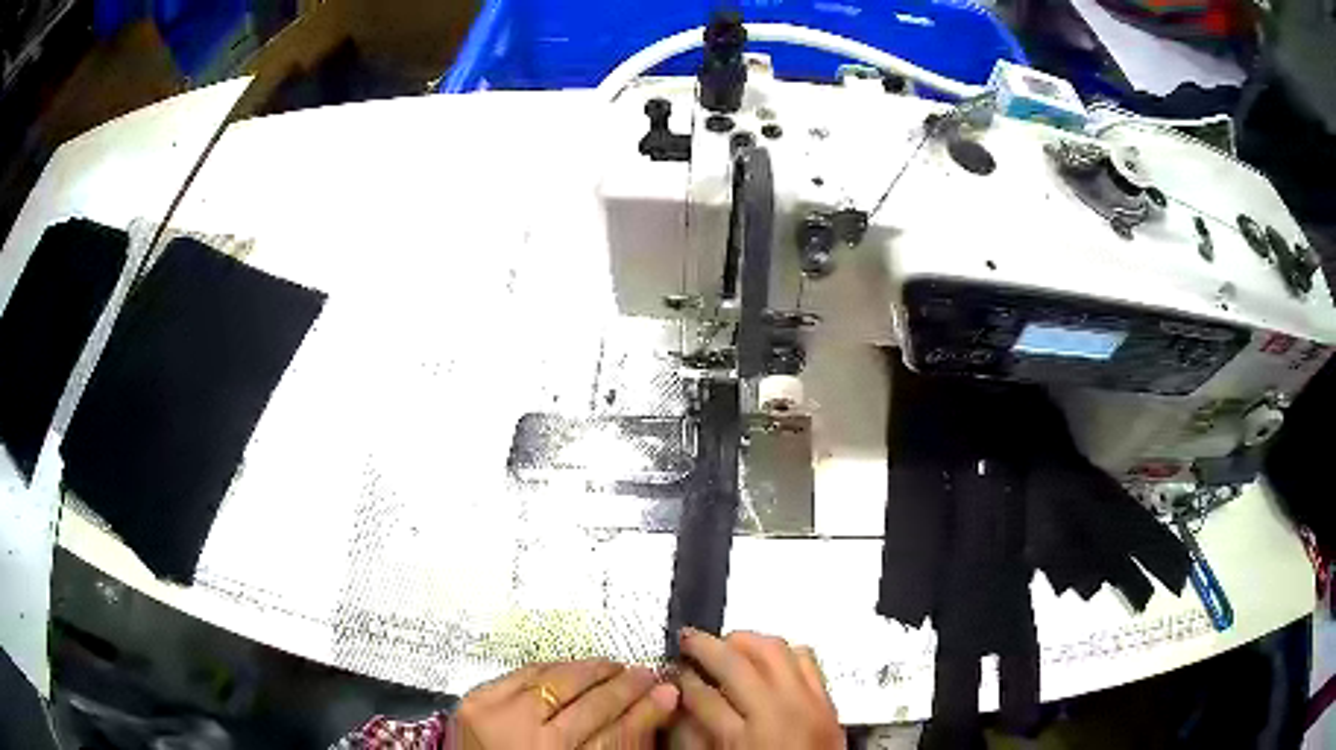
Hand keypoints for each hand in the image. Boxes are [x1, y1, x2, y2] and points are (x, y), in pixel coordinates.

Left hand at [451, 659, 678, 748]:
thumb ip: (614, 744)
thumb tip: (654, 707)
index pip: (616, 733)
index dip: (645, 710)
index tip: (667, 693)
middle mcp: (529, 740)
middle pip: (590, 704)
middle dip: (624, 685)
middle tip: (645, 674)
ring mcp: (498, 716)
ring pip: (558, 681)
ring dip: (590, 671)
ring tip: (612, 666)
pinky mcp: (476, 699)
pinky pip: (525, 672)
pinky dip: (553, 667)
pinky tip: (571, 667)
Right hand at [676, 629, 843, 749]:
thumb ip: (696, 735)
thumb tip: (680, 703)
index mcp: (742, 739)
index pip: (701, 695)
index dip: (681, 678)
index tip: (673, 669)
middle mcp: (778, 714)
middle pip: (736, 662)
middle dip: (705, 646)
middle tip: (689, 641)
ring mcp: (808, 704)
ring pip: (775, 650)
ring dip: (746, 641)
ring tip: (727, 643)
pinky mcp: (828, 702)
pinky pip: (808, 660)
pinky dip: (784, 652)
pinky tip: (768, 658)